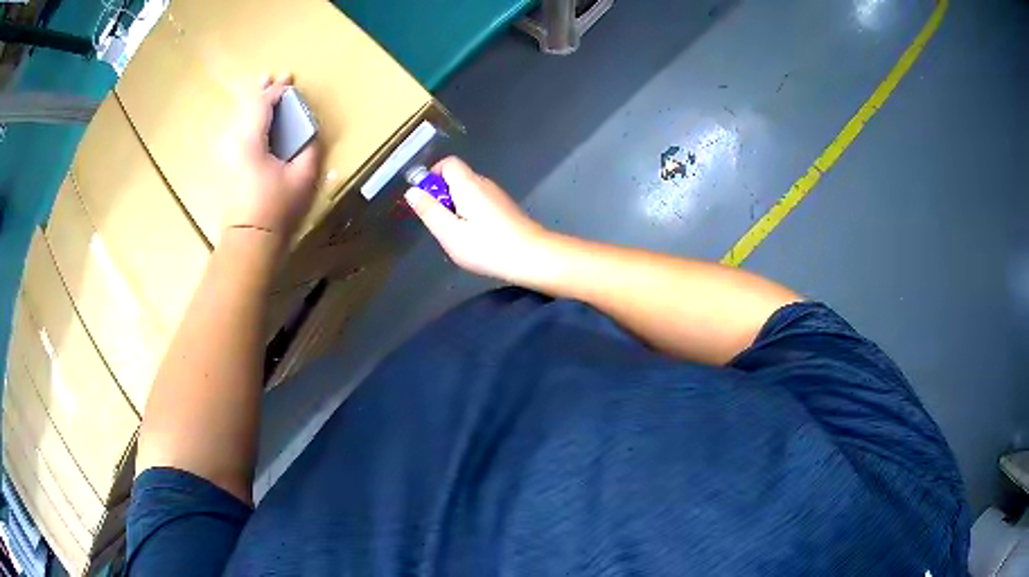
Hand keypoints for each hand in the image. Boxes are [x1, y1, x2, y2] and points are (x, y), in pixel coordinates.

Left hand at [224, 73, 319, 241]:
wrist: (249, 239)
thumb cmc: (277, 208)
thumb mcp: (303, 176)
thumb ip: (309, 147)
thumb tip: (309, 132)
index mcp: (251, 139)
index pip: (263, 103)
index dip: (278, 91)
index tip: (292, 83)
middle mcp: (235, 141)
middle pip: (247, 106)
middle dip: (263, 90)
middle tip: (276, 76)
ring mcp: (228, 153)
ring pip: (240, 117)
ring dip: (254, 103)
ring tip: (264, 89)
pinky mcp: (227, 165)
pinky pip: (238, 131)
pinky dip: (249, 119)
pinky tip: (255, 119)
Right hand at [404, 157, 550, 282]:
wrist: (532, 257)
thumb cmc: (487, 246)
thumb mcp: (449, 232)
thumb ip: (429, 210)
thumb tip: (412, 190)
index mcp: (468, 184)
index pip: (448, 163)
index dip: (433, 176)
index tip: (427, 199)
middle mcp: (484, 183)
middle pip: (457, 177)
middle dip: (443, 195)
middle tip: (441, 223)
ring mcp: (497, 195)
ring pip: (468, 191)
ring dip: (456, 207)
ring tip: (458, 234)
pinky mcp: (505, 208)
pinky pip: (480, 202)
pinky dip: (471, 213)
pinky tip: (475, 237)